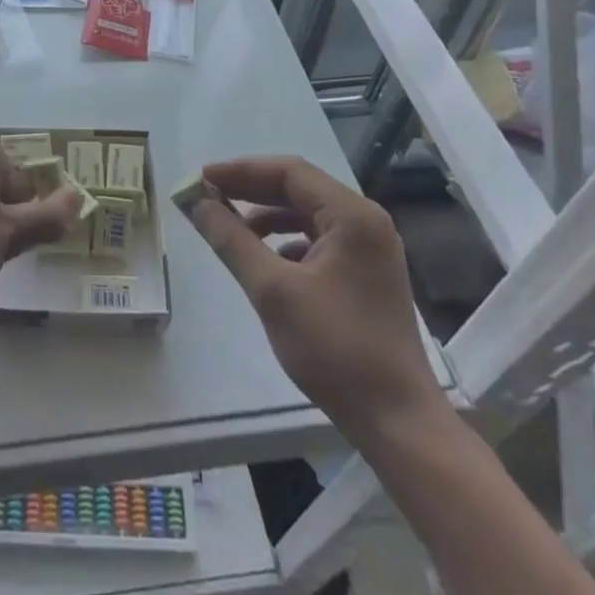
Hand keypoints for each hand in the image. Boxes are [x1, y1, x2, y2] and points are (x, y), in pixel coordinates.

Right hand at [183, 156, 442, 438]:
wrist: (397, 423)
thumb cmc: (336, 349)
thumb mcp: (273, 291)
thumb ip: (232, 240)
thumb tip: (197, 204)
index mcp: (353, 216)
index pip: (290, 172)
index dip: (242, 171)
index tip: (203, 178)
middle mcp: (367, 222)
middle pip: (299, 189)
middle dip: (251, 190)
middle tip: (208, 195)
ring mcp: (370, 250)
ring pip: (308, 215)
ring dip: (267, 216)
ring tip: (230, 227)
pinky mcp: (366, 274)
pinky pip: (319, 240)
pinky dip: (286, 241)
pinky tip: (265, 261)